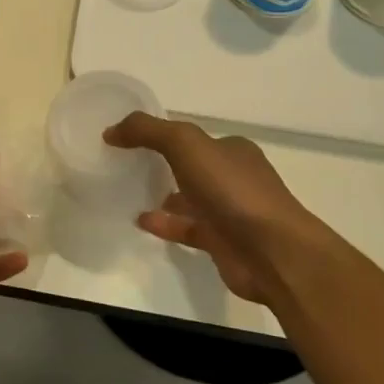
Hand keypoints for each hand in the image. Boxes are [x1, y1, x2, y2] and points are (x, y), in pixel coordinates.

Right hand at [104, 112, 339, 305]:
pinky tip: (141, 221)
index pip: (193, 137)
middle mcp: (234, 178)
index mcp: (232, 150)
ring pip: (191, 199)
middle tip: (127, 165)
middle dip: (165, 164)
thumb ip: (147, 131)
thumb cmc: (232, 190)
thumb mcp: (185, 144)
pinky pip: (188, 228)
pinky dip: (165, 224)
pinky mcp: (223, 242)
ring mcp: (230, 212)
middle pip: (193, 166)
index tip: (129, 138)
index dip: (162, 134)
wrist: (272, 252)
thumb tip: (111, 130)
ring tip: (128, 193)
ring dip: (164, 195)